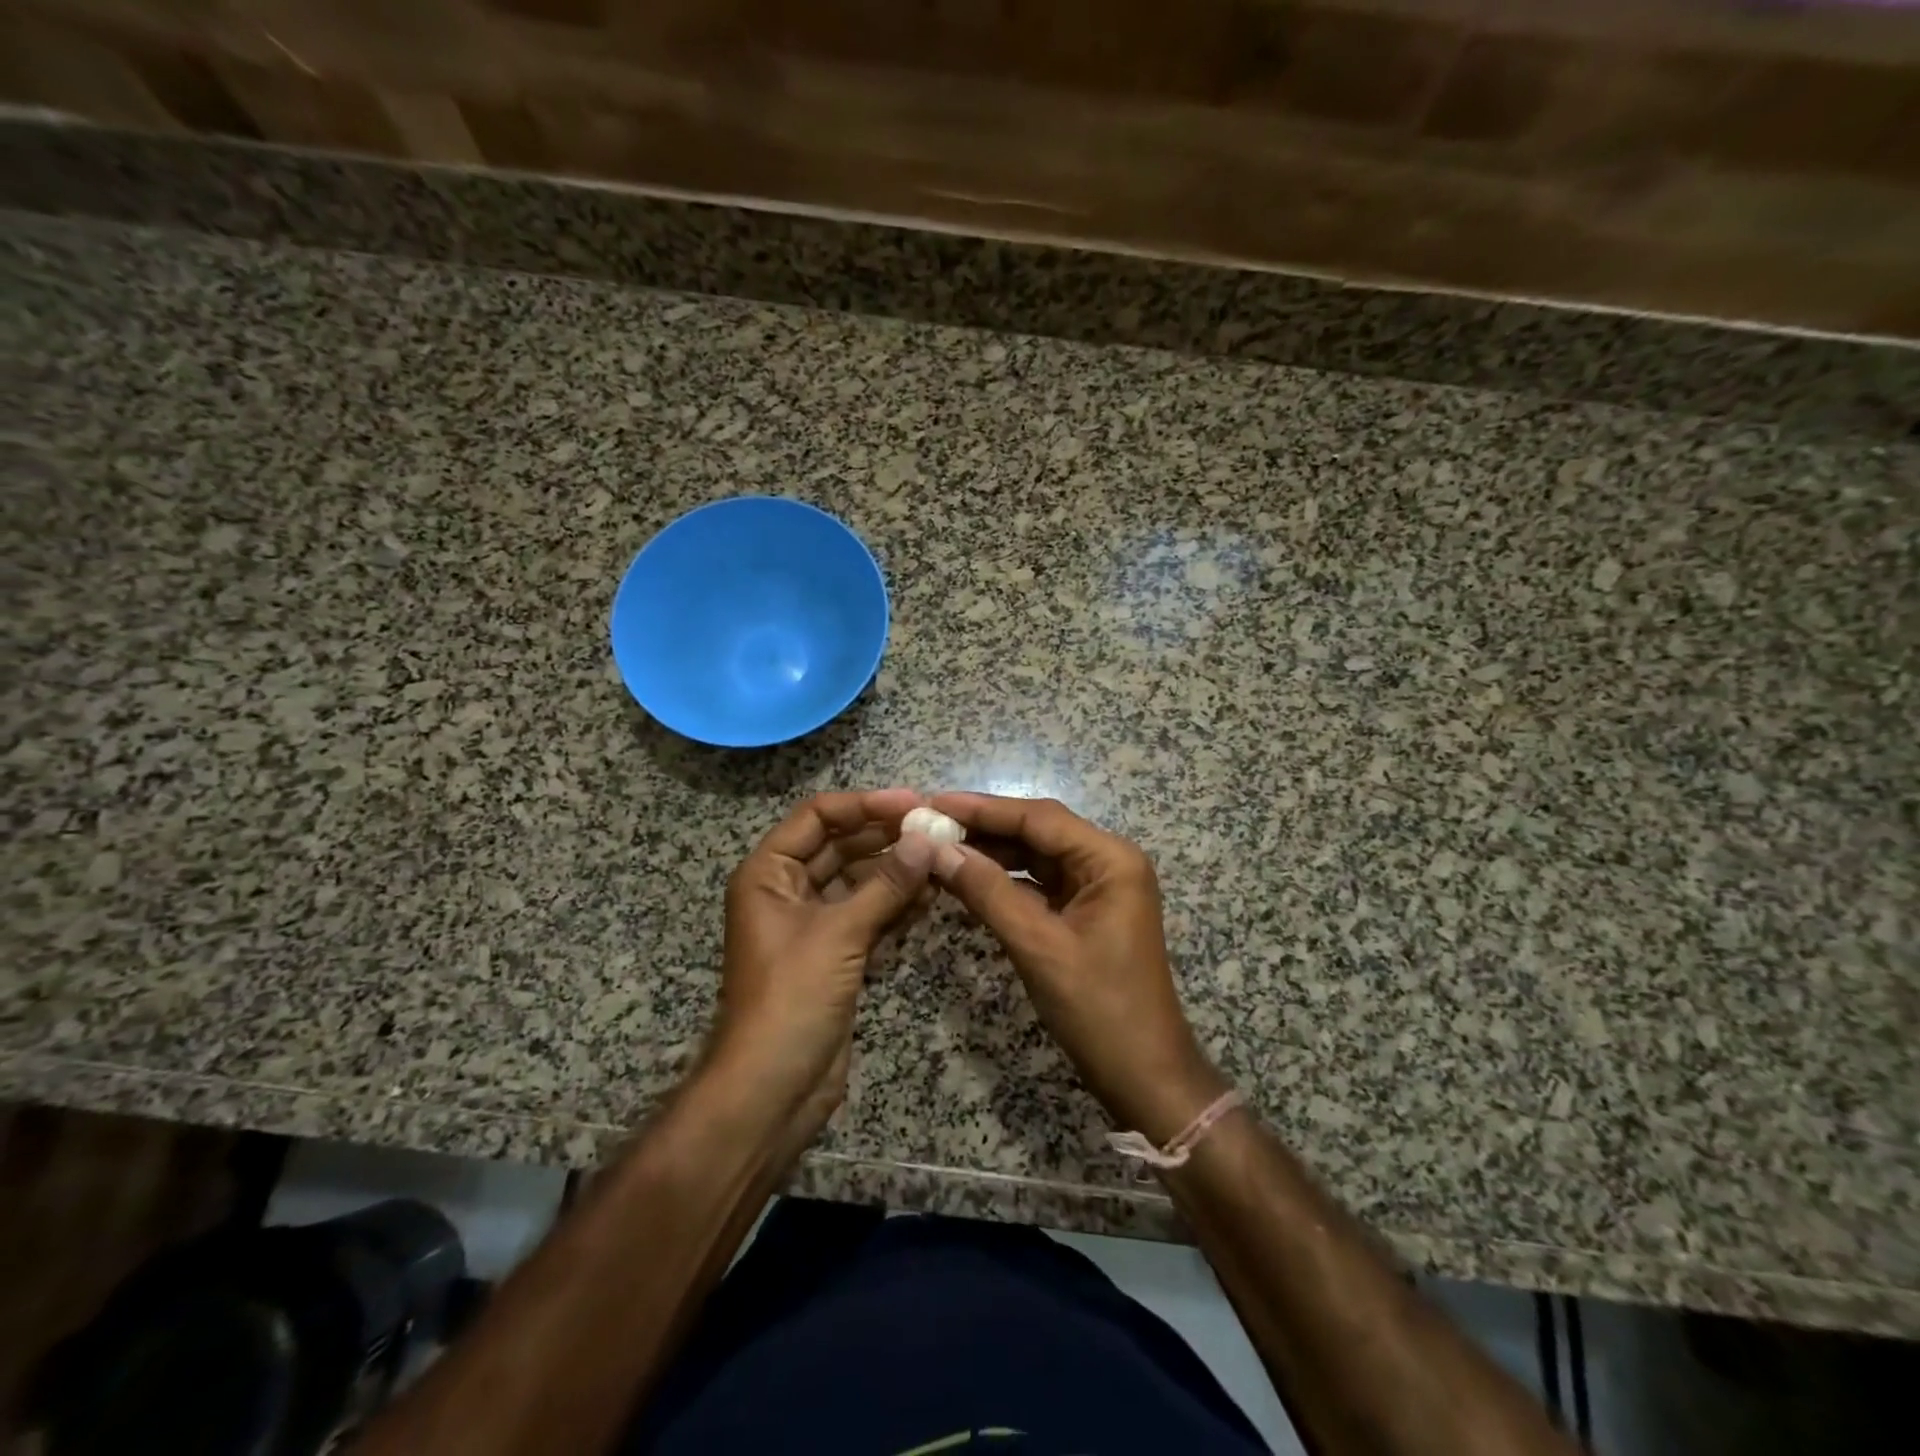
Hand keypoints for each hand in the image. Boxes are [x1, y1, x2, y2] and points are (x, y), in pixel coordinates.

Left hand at [710, 789, 935, 1138]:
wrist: (770, 1092)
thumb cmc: (791, 1000)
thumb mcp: (839, 935)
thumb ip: (886, 885)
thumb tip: (927, 839)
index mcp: (769, 874)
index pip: (817, 817)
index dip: (864, 804)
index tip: (913, 803)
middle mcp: (787, 891)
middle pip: (840, 846)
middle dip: (886, 836)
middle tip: (937, 829)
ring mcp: (812, 925)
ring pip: (859, 881)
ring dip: (897, 870)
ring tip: (943, 858)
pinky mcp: (835, 955)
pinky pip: (868, 915)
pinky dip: (896, 905)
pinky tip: (932, 895)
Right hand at [927, 793, 1227, 1142]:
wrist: (1145, 1077)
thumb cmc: (1099, 1010)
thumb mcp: (1038, 947)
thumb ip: (988, 892)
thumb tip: (937, 850)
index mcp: (1110, 859)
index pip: (1038, 817)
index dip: (983, 808)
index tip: (933, 802)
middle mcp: (1107, 863)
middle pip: (1037, 831)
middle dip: (984, 828)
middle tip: (928, 824)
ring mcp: (1098, 888)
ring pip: (1036, 857)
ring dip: (991, 853)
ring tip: (938, 847)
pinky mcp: (1086, 913)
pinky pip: (1039, 884)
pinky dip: (1004, 881)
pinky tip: (967, 879)